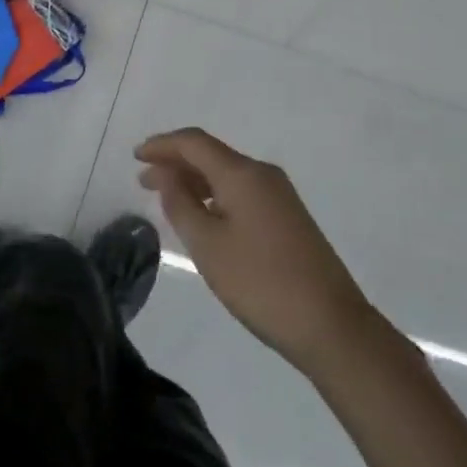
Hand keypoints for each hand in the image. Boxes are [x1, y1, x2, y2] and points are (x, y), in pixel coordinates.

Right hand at [138, 129, 375, 374]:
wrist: (330, 323)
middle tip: (143, 181)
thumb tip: (165, 173)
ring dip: (195, 180)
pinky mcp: (288, 216)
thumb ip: (181, 204)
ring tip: (167, 199)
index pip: (195, 142)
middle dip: (176, 163)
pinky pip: (242, 191)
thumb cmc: (260, 282)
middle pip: (212, 155)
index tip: (136, 156)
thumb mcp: (208, 245)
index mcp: (242, 173)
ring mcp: (279, 195)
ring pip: (227, 174)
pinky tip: (203, 216)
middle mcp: (262, 174)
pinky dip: (215, 195)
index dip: (163, 145)